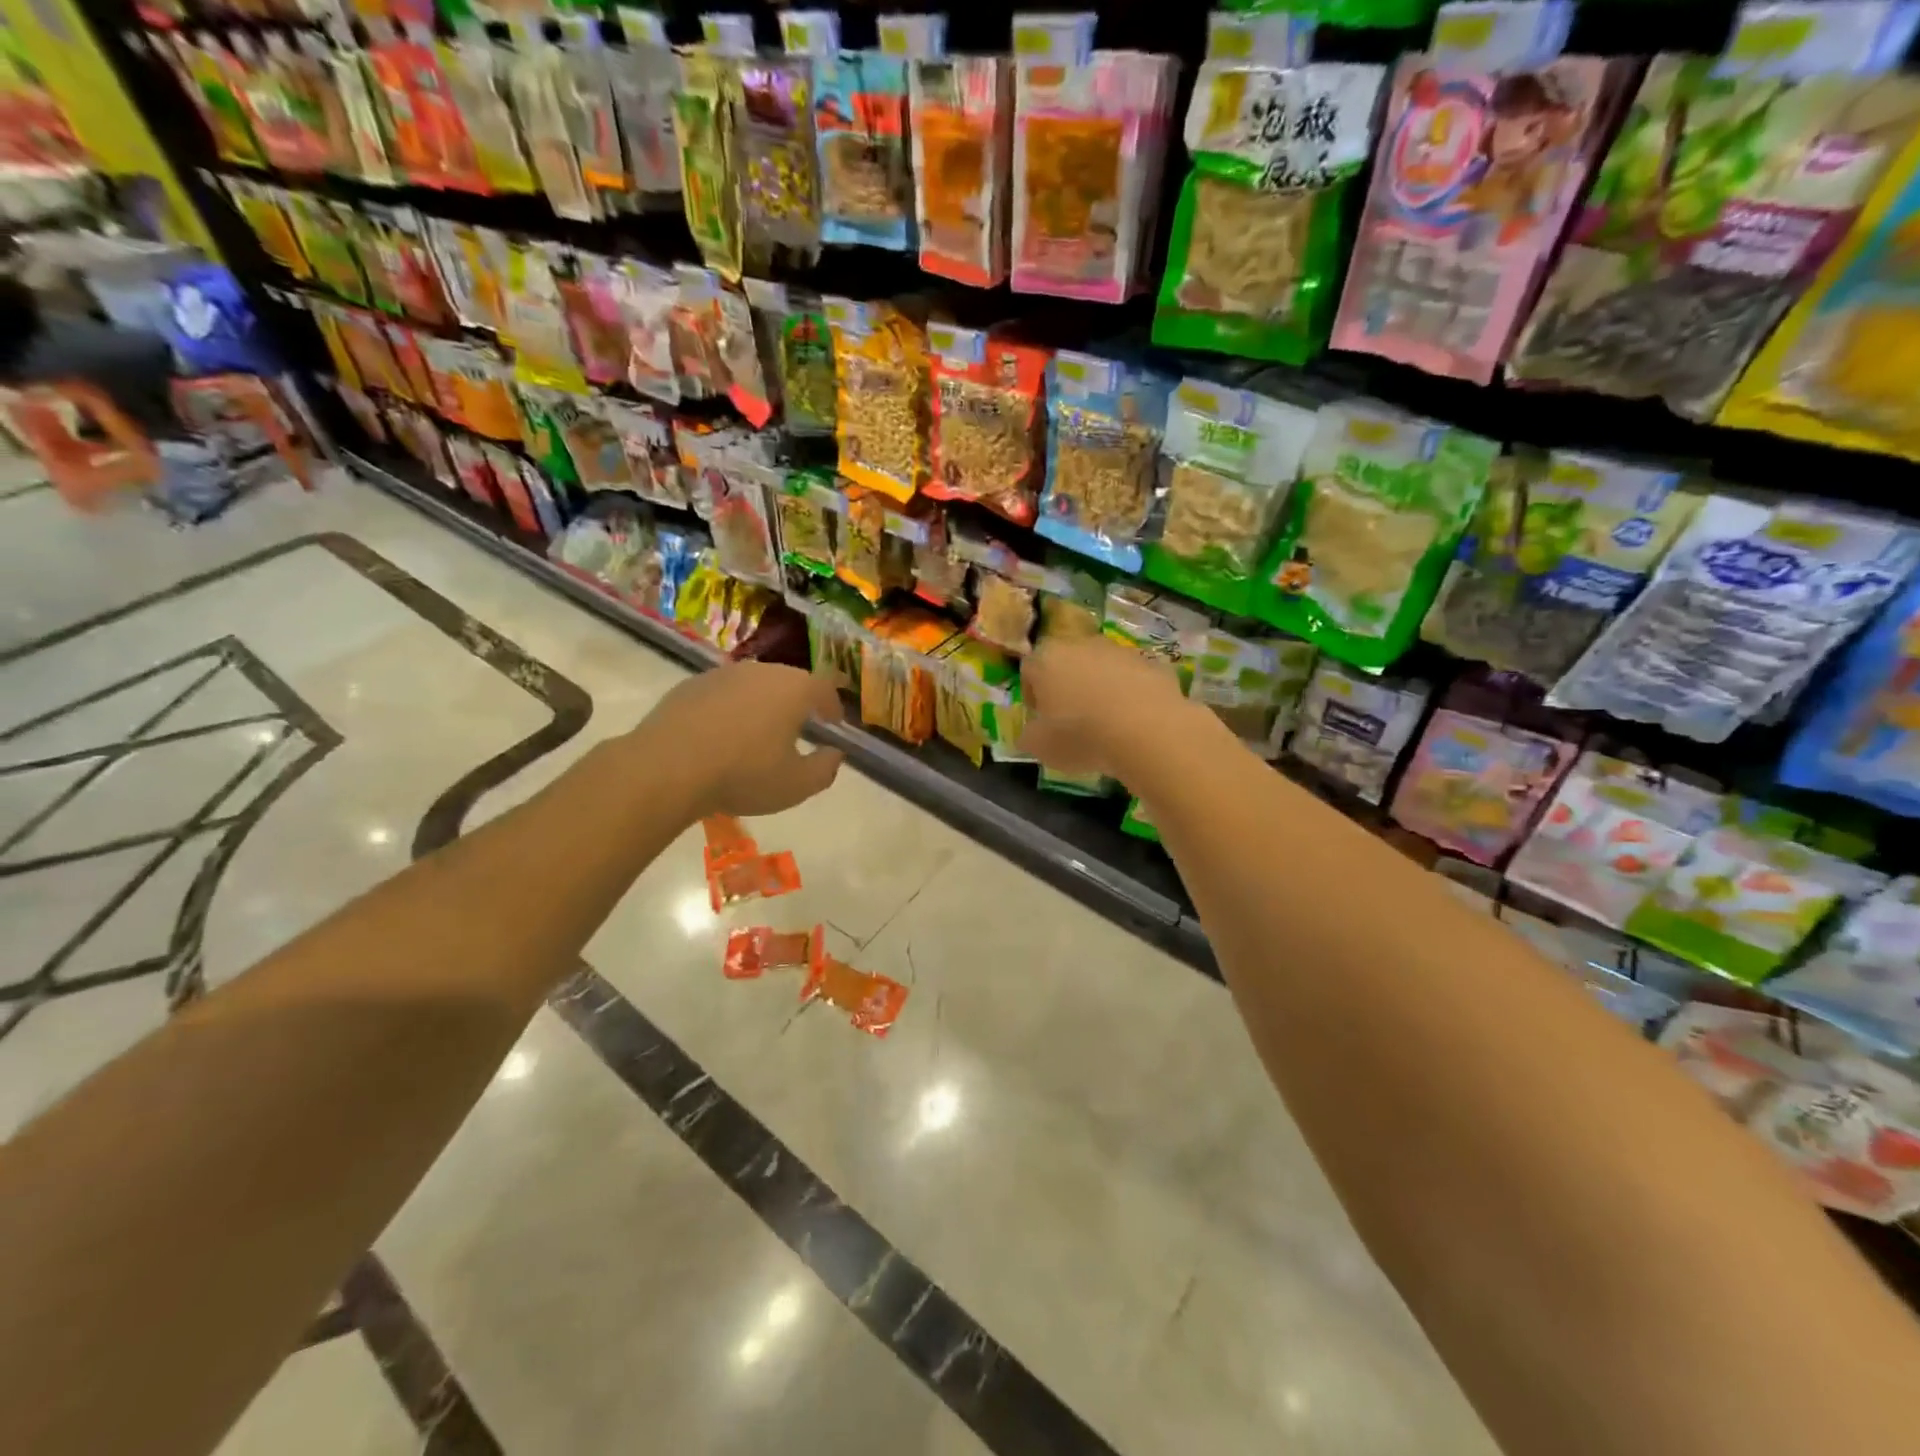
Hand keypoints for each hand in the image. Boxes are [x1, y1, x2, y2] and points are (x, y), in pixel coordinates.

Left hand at [631, 662, 845, 819]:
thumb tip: (834, 754)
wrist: (667, 768)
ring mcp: (721, 674)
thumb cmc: (743, 774)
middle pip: (788, 682)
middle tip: (799, 728)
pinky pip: (722, 695)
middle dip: (798, 703)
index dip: (832, 706)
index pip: (824, 688)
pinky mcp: (690, 686)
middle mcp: (760, 671)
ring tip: (758, 733)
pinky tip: (721, 736)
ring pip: (753, 686)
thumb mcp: (797, 785)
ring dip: (762, 705)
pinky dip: (730, 710)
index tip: (833, 723)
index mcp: (793, 689)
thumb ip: (826, 768)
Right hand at [1019, 637, 1212, 782]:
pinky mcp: (1152, 663)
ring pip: (1102, 668)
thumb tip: (1030, 733)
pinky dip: (1131, 694)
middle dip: (1067, 687)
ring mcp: (1120, 651)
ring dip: (1100, 688)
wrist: (1147, 731)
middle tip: (1072, 720)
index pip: (1029, 670)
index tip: (1041, 720)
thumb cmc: (1081, 736)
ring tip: (1107, 723)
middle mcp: (1081, 645)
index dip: (1033, 695)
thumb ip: (1029, 736)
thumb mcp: (1040, 747)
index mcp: (1047, 659)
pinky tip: (1135, 721)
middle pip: (1067, 663)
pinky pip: (1133, 678)